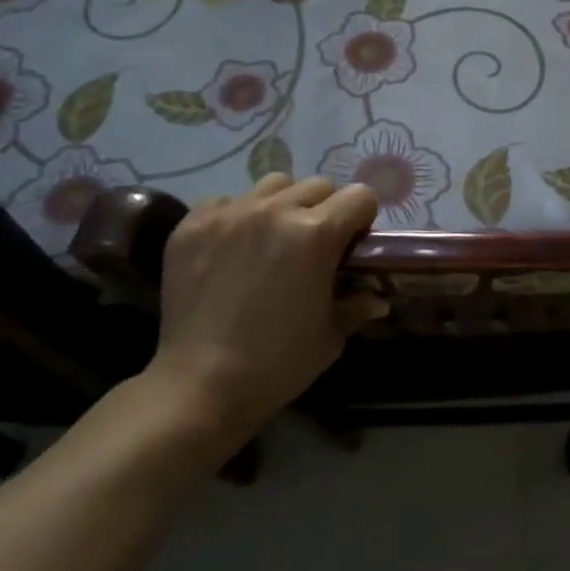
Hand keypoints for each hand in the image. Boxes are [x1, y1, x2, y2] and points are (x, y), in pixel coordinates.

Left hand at [153, 174, 383, 428]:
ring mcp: (230, 214)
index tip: (353, 245)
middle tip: (314, 245)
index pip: (359, 196)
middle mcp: (275, 211)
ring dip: (283, 205)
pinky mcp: (192, 225)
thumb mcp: (330, 336)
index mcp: (317, 233)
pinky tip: (232, 249)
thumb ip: (356, 306)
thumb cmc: (278, 363)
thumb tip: (377, 298)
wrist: (200, 385)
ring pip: (272, 185)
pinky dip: (237, 217)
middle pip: (318, 185)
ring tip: (272, 238)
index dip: (362, 220)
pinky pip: (226, 201)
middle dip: (326, 209)